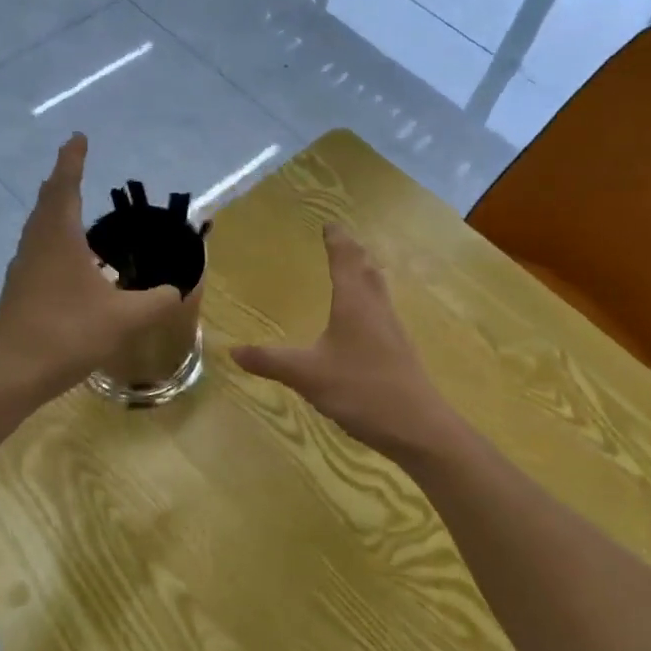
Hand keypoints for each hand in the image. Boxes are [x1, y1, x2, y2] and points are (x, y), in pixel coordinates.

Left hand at [0, 134, 180, 402]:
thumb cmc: (69, 333)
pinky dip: (51, 239)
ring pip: (37, 226)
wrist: (14, 373)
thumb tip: (177, 290)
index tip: (78, 138)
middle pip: (46, 202)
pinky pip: (36, 250)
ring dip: (53, 210)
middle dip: (61, 181)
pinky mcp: (16, 290)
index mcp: (59, 238)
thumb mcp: (124, 318)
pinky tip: (67, 260)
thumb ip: (156, 302)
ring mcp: (22, 267)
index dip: (72, 160)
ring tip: (71, 208)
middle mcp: (36, 244)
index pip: (65, 186)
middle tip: (74, 166)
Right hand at [231, 224, 458, 457]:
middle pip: (366, 269)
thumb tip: (233, 349)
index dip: (336, 240)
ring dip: (365, 274)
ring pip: (378, 290)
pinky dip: (369, 300)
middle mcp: (376, 308)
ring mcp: (391, 330)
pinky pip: (381, 312)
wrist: (417, 427)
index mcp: (354, 303)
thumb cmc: (361, 390)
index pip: (345, 259)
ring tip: (354, 270)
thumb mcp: (307, 375)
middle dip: (353, 252)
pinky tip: (363, 320)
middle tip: (341, 241)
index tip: (329, 224)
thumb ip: (270, 361)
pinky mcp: (399, 351)